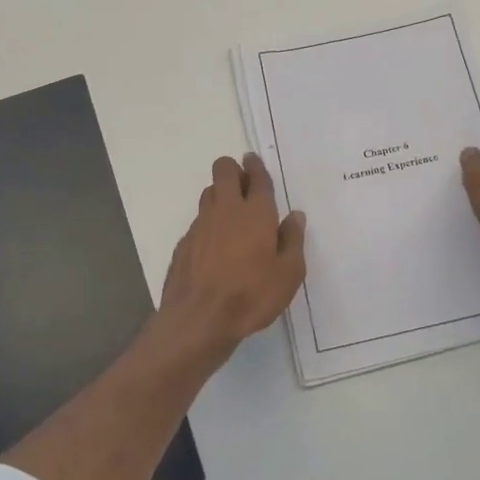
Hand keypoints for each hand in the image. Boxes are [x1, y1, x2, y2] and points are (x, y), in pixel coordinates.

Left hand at [157, 154, 306, 358]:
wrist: (199, 319)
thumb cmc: (252, 295)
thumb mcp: (288, 273)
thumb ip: (293, 240)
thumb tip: (295, 216)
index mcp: (256, 213)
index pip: (257, 178)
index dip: (256, 166)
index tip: (253, 160)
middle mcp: (226, 210)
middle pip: (223, 171)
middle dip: (233, 169)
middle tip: (243, 183)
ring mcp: (201, 225)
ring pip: (209, 193)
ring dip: (219, 194)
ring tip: (231, 213)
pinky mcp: (184, 243)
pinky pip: (198, 221)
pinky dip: (209, 223)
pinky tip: (215, 245)